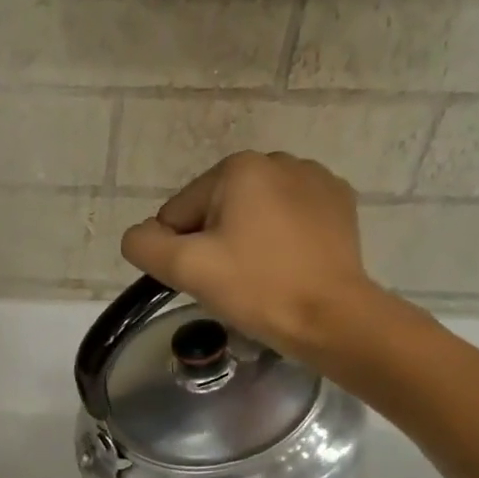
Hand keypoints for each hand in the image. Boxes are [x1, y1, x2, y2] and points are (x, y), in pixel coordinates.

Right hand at [120, 151, 396, 360]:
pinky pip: (286, 219)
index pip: (178, 213)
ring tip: (260, 275)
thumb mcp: (185, 268)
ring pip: (251, 214)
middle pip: (214, 210)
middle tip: (231, 280)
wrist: (331, 317)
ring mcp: (315, 179)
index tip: (207, 278)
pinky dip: (278, 240)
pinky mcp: (338, 204)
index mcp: (238, 168)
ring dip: (245, 241)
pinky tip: (287, 266)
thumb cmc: (256, 288)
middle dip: (213, 243)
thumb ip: (144, 245)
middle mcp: (278, 160)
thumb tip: (140, 235)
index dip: (181, 251)